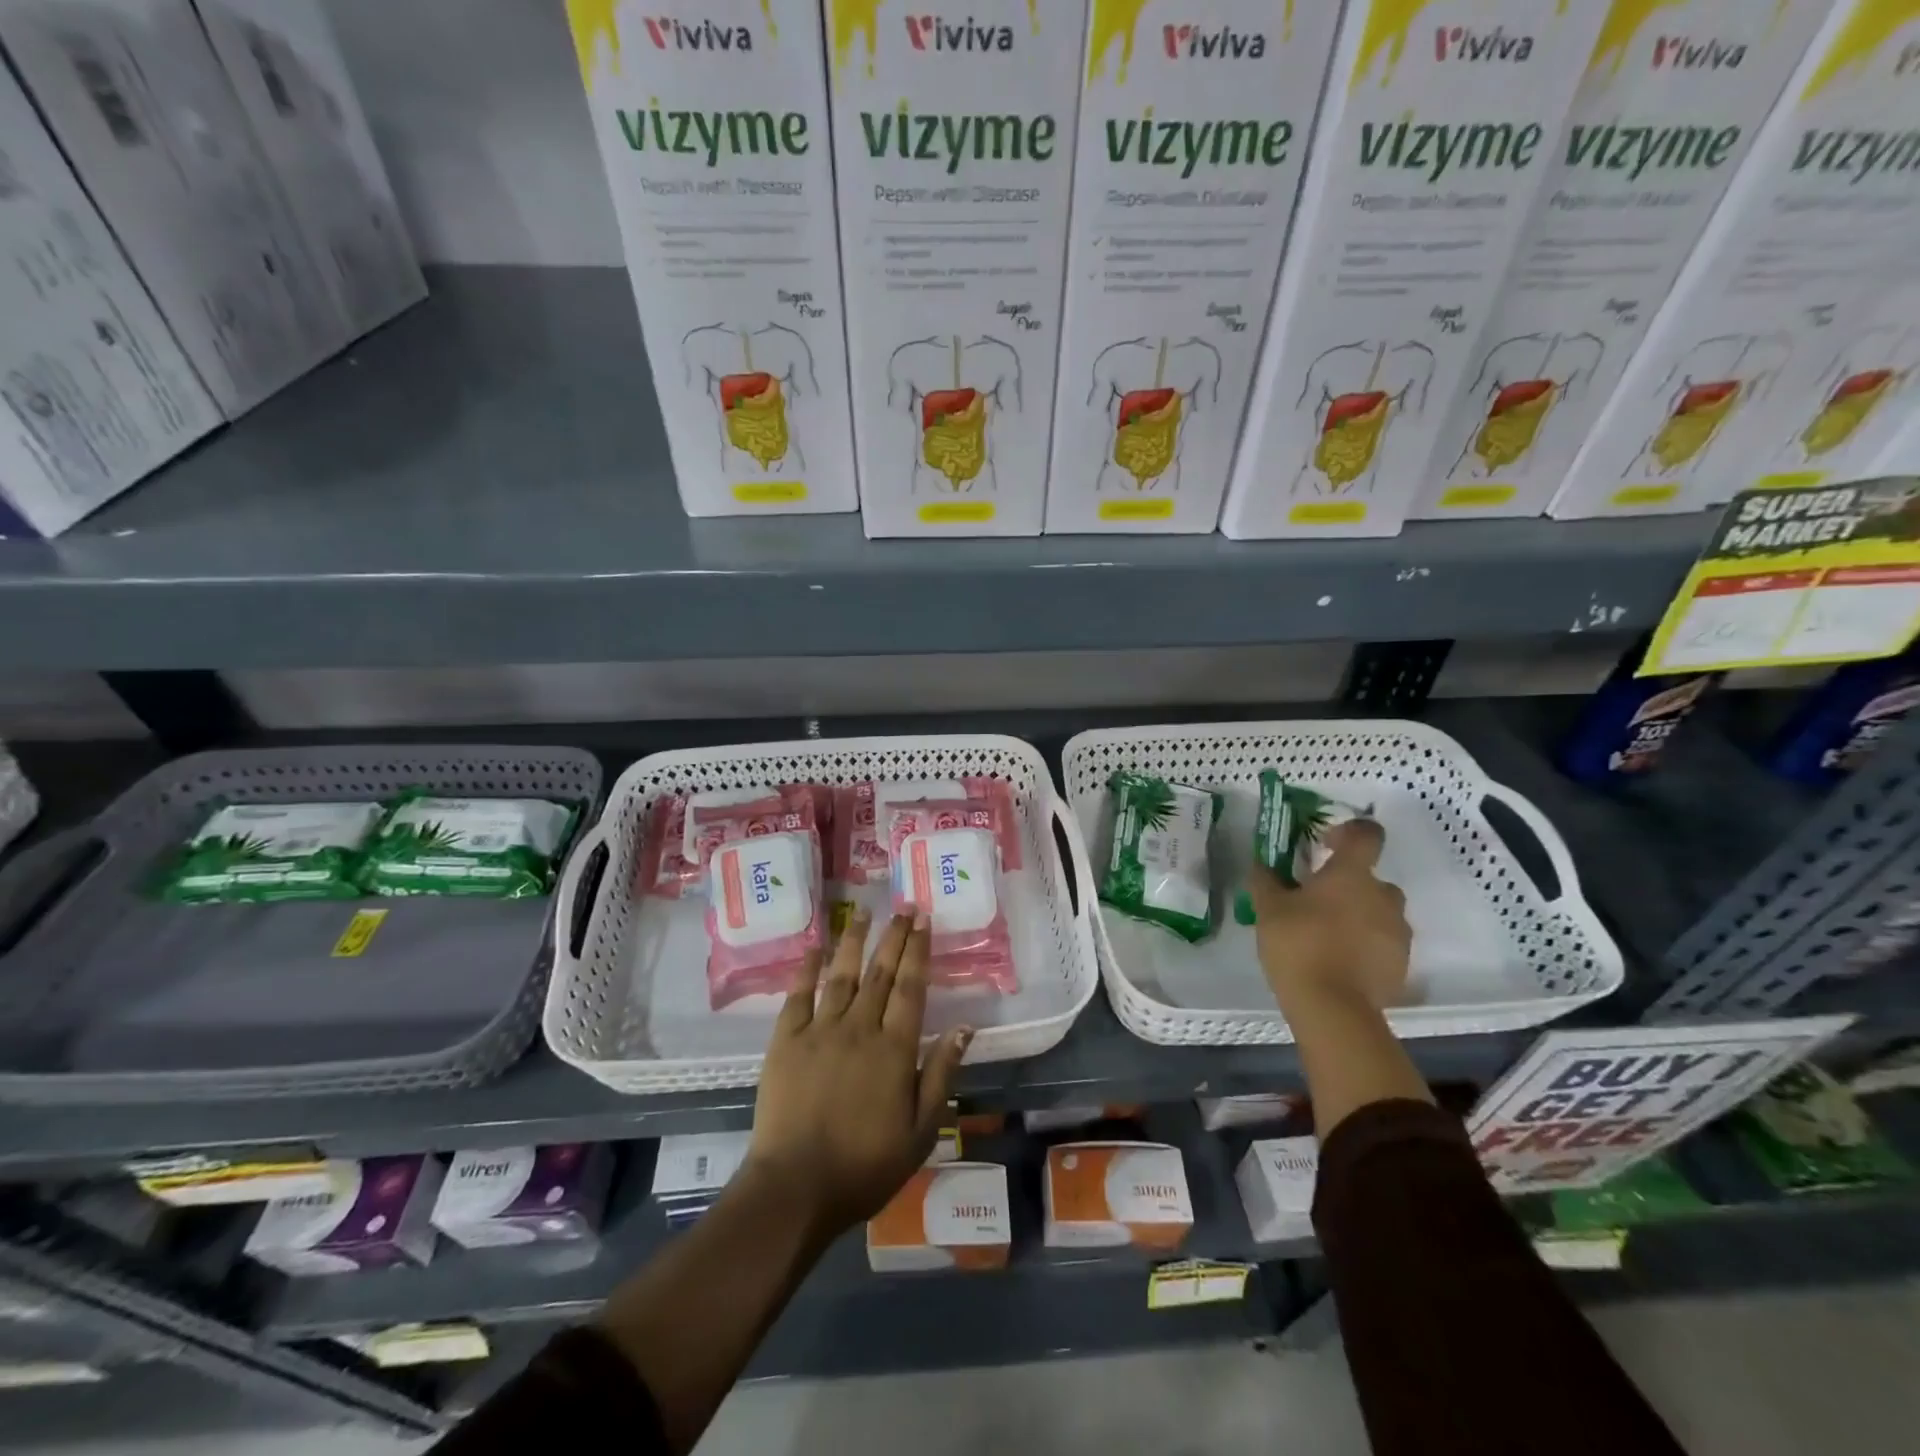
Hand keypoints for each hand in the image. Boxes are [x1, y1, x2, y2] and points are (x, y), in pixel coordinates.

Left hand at [747, 908, 971, 1240]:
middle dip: (894, 936)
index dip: (919, 950)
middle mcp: (859, 1027)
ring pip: (841, 974)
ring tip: (864, 912)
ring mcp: (820, 1030)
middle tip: (904, 906)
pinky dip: (808, 968)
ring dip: (854, 940)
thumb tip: (965, 1027)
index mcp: (894, 1048)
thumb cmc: (865, 1165)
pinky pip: (798, 994)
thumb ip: (941, 1074)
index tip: (924, 920)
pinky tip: (815, 946)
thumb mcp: (920, 1130)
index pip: (911, 987)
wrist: (795, 1187)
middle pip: (881, 972)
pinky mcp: (785, 1040)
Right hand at [1244, 819, 1409, 1012]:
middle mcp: (1383, 896)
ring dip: (1359, 915)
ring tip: (1328, 936)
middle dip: (1348, 885)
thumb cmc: (1298, 944)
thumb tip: (1262, 863)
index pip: (1367, 834)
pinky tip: (1340, 962)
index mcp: (1352, 874)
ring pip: (1379, 912)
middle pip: (1372, 878)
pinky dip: (1366, 946)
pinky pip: (1384, 943)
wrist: (1333, 1008)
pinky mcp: (1402, 964)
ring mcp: (1398, 931)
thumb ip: (1266, 880)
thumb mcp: (1268, 908)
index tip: (1325, 844)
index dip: (1349, 832)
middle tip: (1317, 902)